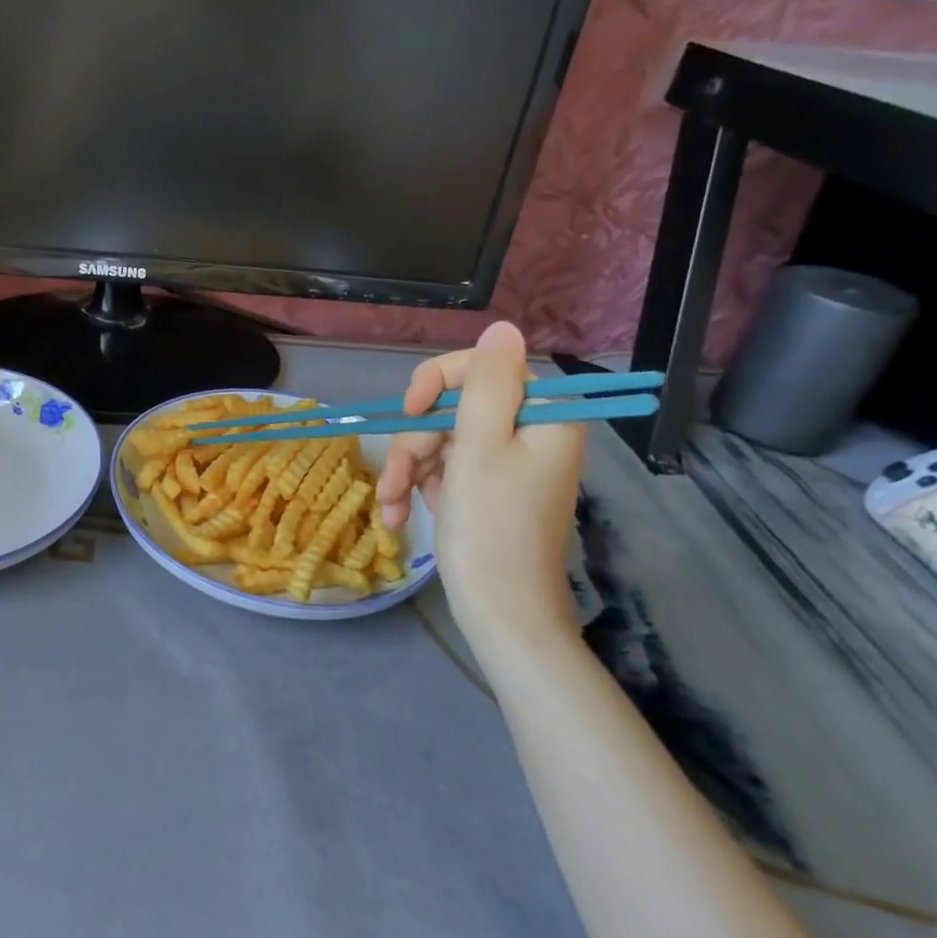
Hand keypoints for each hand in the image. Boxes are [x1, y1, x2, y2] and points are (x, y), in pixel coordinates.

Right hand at [376, 322, 583, 640]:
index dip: (438, 382)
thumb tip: (502, 325)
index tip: (410, 411)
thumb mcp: (480, 447)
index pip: (484, 368)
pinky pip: (444, 469)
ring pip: (440, 439)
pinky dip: (419, 487)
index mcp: (542, 416)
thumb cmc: (490, 528)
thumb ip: (487, 383)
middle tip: (400, 479)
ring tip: (393, 507)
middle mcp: (527, 433)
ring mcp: (505, 463)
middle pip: (454, 407)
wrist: (500, 611)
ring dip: (409, 470)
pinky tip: (403, 513)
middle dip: (416, 441)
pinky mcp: (485, 489)